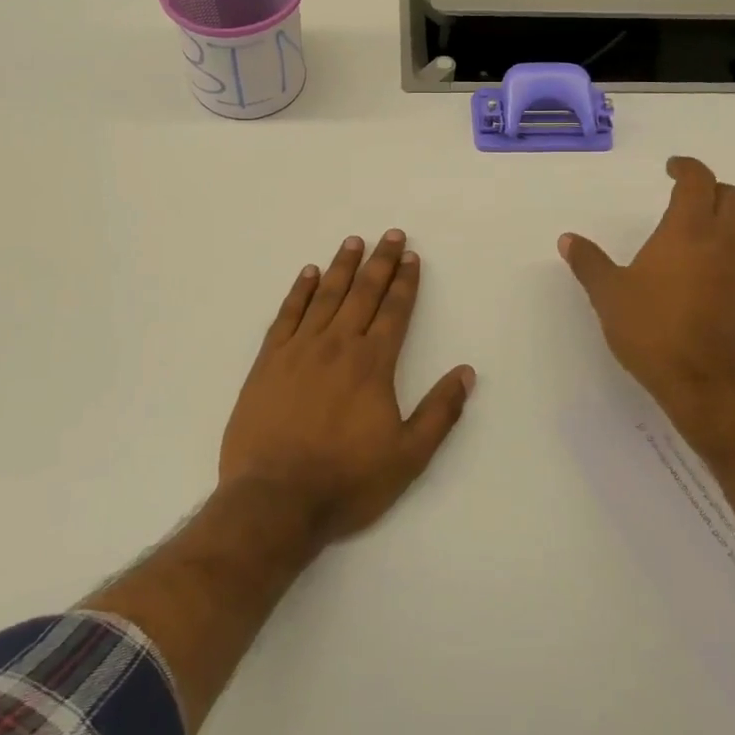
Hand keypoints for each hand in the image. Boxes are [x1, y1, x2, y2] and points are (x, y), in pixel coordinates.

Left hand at [219, 230, 474, 543]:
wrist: (275, 500)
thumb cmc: (346, 480)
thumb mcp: (408, 457)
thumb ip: (440, 412)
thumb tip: (467, 372)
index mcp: (373, 364)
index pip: (395, 311)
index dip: (405, 282)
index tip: (411, 257)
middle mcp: (338, 345)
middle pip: (363, 293)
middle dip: (380, 262)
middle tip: (391, 234)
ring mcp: (299, 350)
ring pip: (325, 296)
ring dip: (342, 266)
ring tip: (353, 241)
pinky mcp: (268, 361)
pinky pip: (287, 315)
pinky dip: (299, 291)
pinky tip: (307, 274)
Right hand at [559, 156, 734, 445]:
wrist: (705, 382)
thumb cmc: (653, 329)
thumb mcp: (609, 295)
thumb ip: (589, 263)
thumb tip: (567, 239)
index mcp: (688, 231)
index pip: (699, 182)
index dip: (687, 167)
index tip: (671, 168)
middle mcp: (721, 242)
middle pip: (733, 197)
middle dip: (711, 188)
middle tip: (687, 194)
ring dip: (729, 215)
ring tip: (702, 225)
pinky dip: (731, 245)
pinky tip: (706, 265)